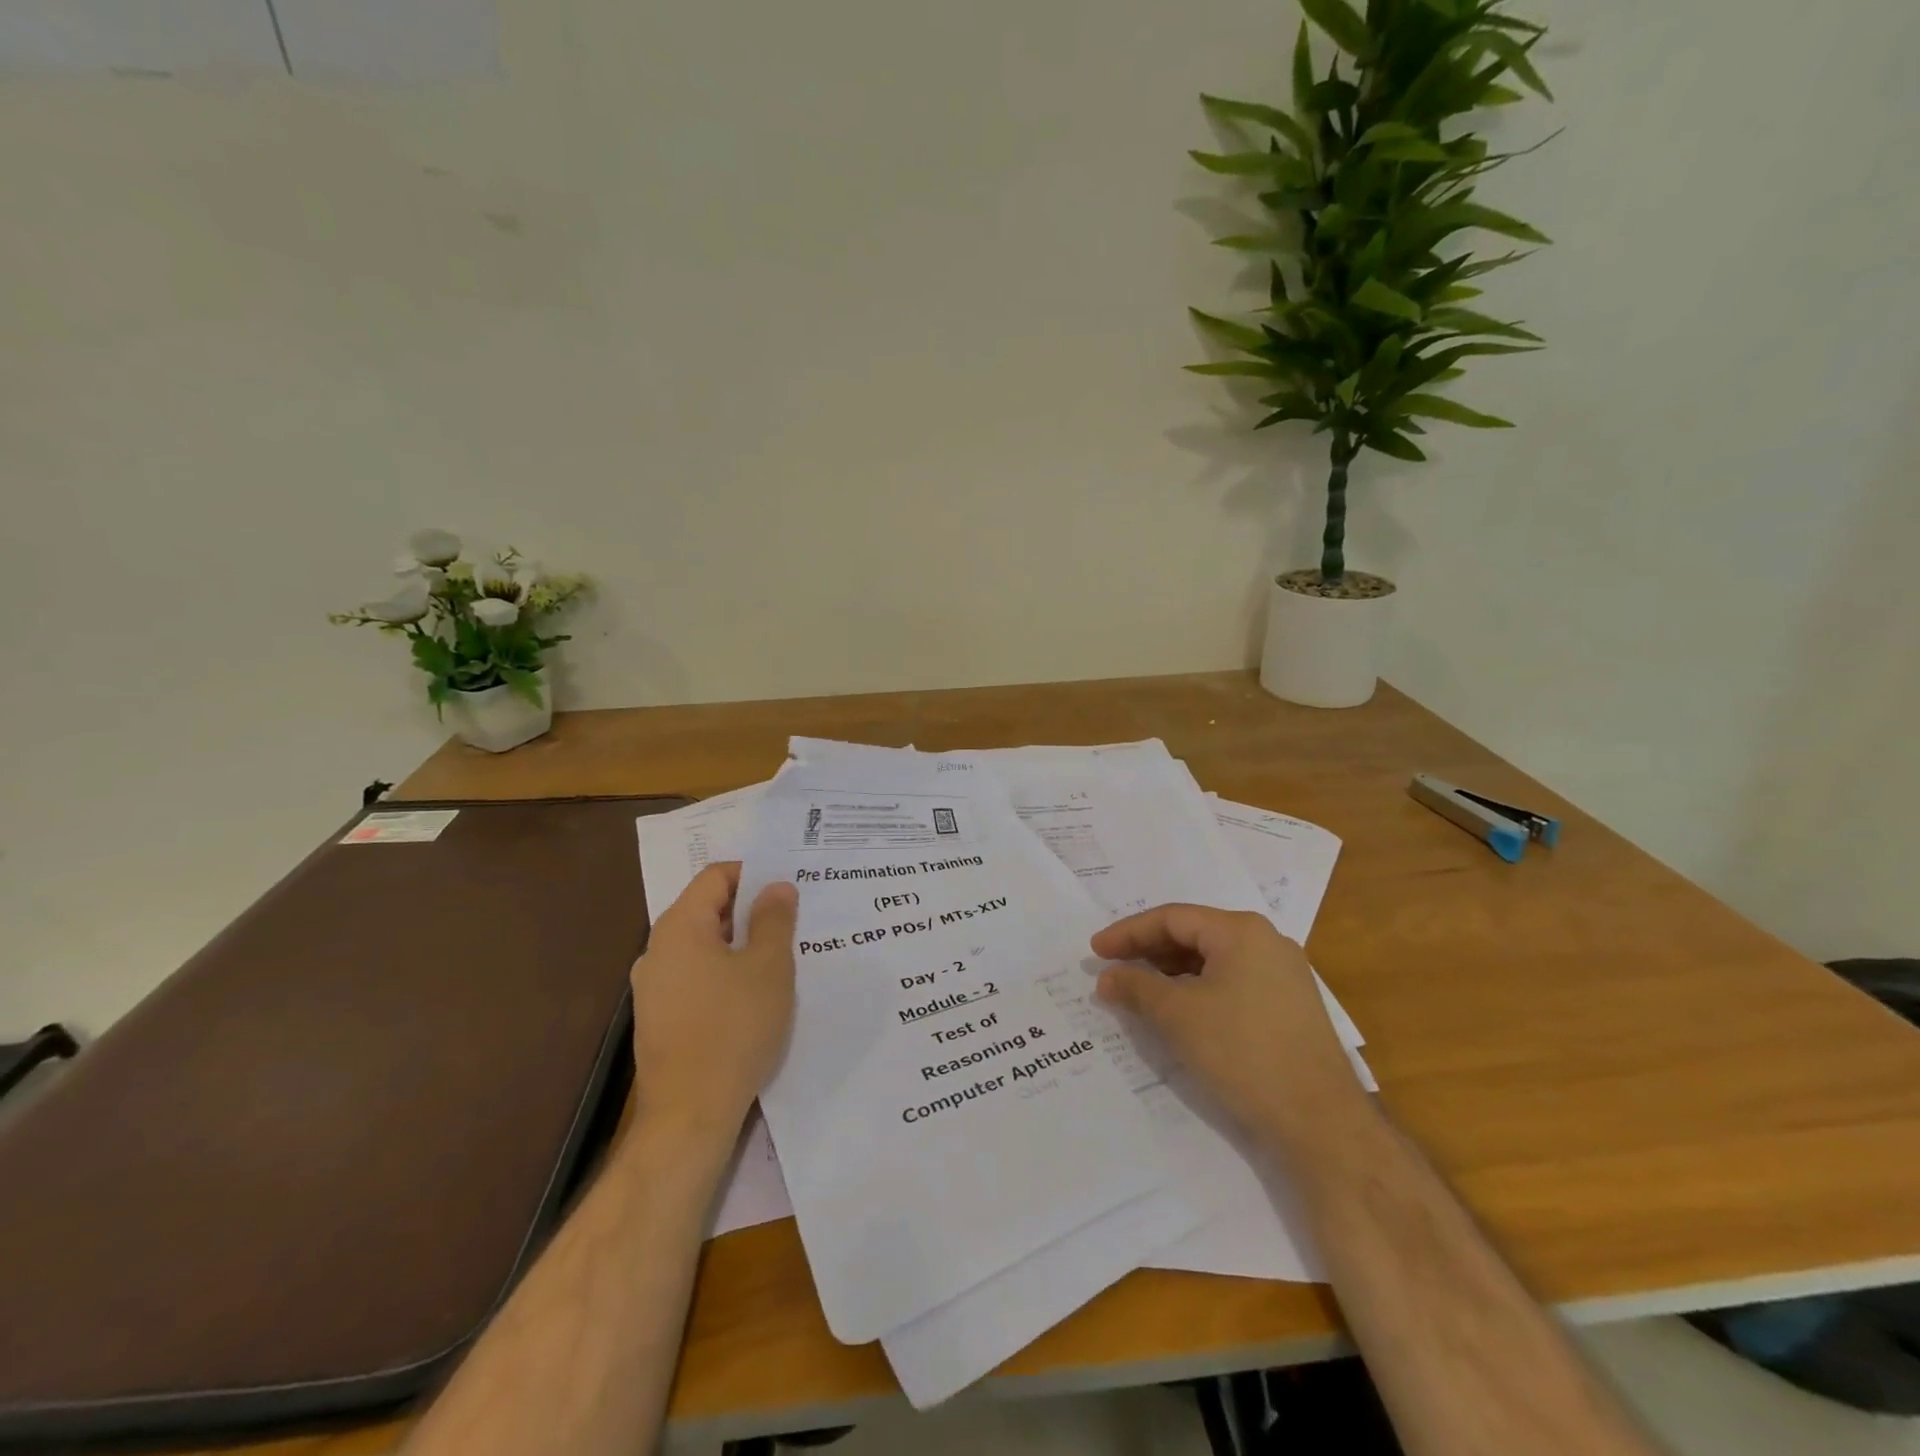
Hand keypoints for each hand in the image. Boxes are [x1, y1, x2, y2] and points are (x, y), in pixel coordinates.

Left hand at [629, 862, 797, 1139]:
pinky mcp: (659, 1019)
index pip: (715, 876)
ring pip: (703, 948)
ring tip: (780, 958)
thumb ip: (774, 919)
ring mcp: (653, 988)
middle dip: (750, 911)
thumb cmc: (733, 1028)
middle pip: (707, 910)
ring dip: (740, 945)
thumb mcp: (768, 967)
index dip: (753, 874)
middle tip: (793, 920)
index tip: (788, 888)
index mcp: (679, 927)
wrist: (689, 1115)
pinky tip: (754, 996)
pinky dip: (725, 974)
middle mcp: (657, 950)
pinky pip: (696, 978)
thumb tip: (776, 886)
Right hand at [1092, 905, 1365, 1148]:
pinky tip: (1178, 1010)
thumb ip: (1136, 988)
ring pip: (1213, 960)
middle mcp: (1266, 942)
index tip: (1095, 951)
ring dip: (1171, 972)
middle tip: (1113, 968)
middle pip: (1194, 935)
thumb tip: (1107, 978)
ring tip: (1139, 990)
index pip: (1172, 918)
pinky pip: (1232, 982)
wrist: (1320, 1122)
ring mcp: (1283, 974)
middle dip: (1148, 951)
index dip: (1128, 933)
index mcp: (1241, 931)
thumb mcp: (1178, 1016)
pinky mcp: (1289, 1006)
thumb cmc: (1242, 1053)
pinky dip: (1198, 990)